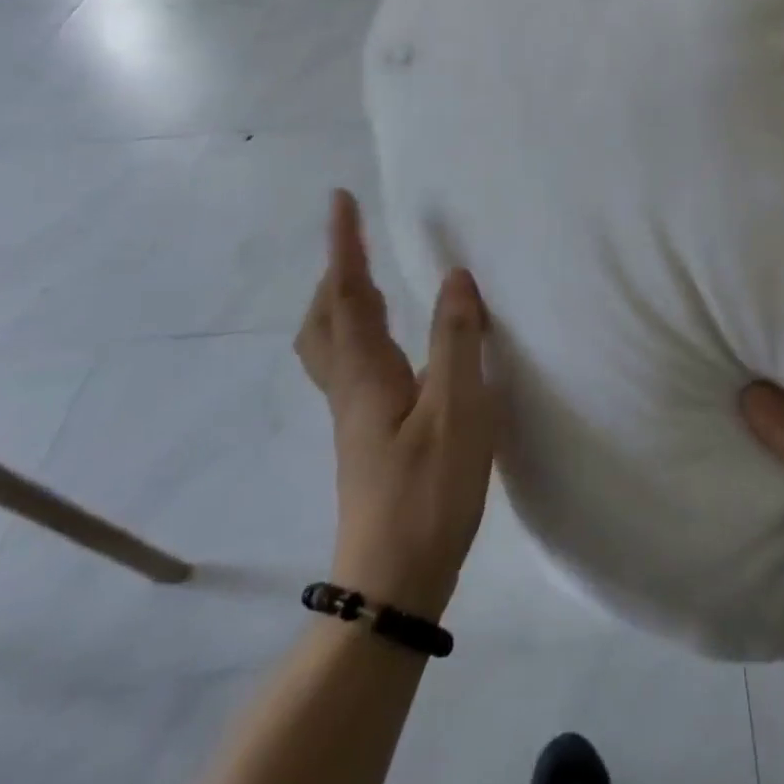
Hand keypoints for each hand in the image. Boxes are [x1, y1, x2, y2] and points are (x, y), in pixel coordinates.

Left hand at [295, 190, 494, 621]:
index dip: (344, 246)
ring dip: (344, 303)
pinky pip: (354, 366)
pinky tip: (394, 347)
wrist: (392, 582)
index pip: (348, 294)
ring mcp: (355, 417)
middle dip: (336, 274)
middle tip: (355, 243)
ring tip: (372, 282)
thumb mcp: (457, 411)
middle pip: (325, 320)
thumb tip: (456, 277)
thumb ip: (458, 341)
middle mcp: (350, 388)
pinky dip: (363, 334)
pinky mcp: (368, 438)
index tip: (339, 200)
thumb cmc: (427, 492)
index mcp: (367, 374)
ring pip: (333, 346)